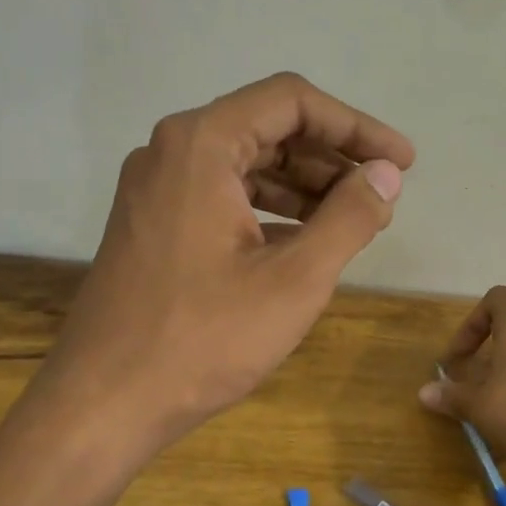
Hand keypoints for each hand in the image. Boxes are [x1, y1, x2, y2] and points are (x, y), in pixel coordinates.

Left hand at [35, 73, 414, 460]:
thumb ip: (349, 217)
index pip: (292, 102)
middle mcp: (171, 152)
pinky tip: (304, 243)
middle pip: (267, 129)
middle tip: (381, 196)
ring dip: (303, 187)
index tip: (401, 162)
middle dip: (331, 159)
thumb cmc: (204, 339)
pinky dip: (269, 211)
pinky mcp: (152, 226)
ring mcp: (155, 190)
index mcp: (201, 145)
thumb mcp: (294, 279)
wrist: (104, 403)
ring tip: (353, 221)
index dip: (356, 126)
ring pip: (245, 166)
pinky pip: (222, 197)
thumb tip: (386, 175)